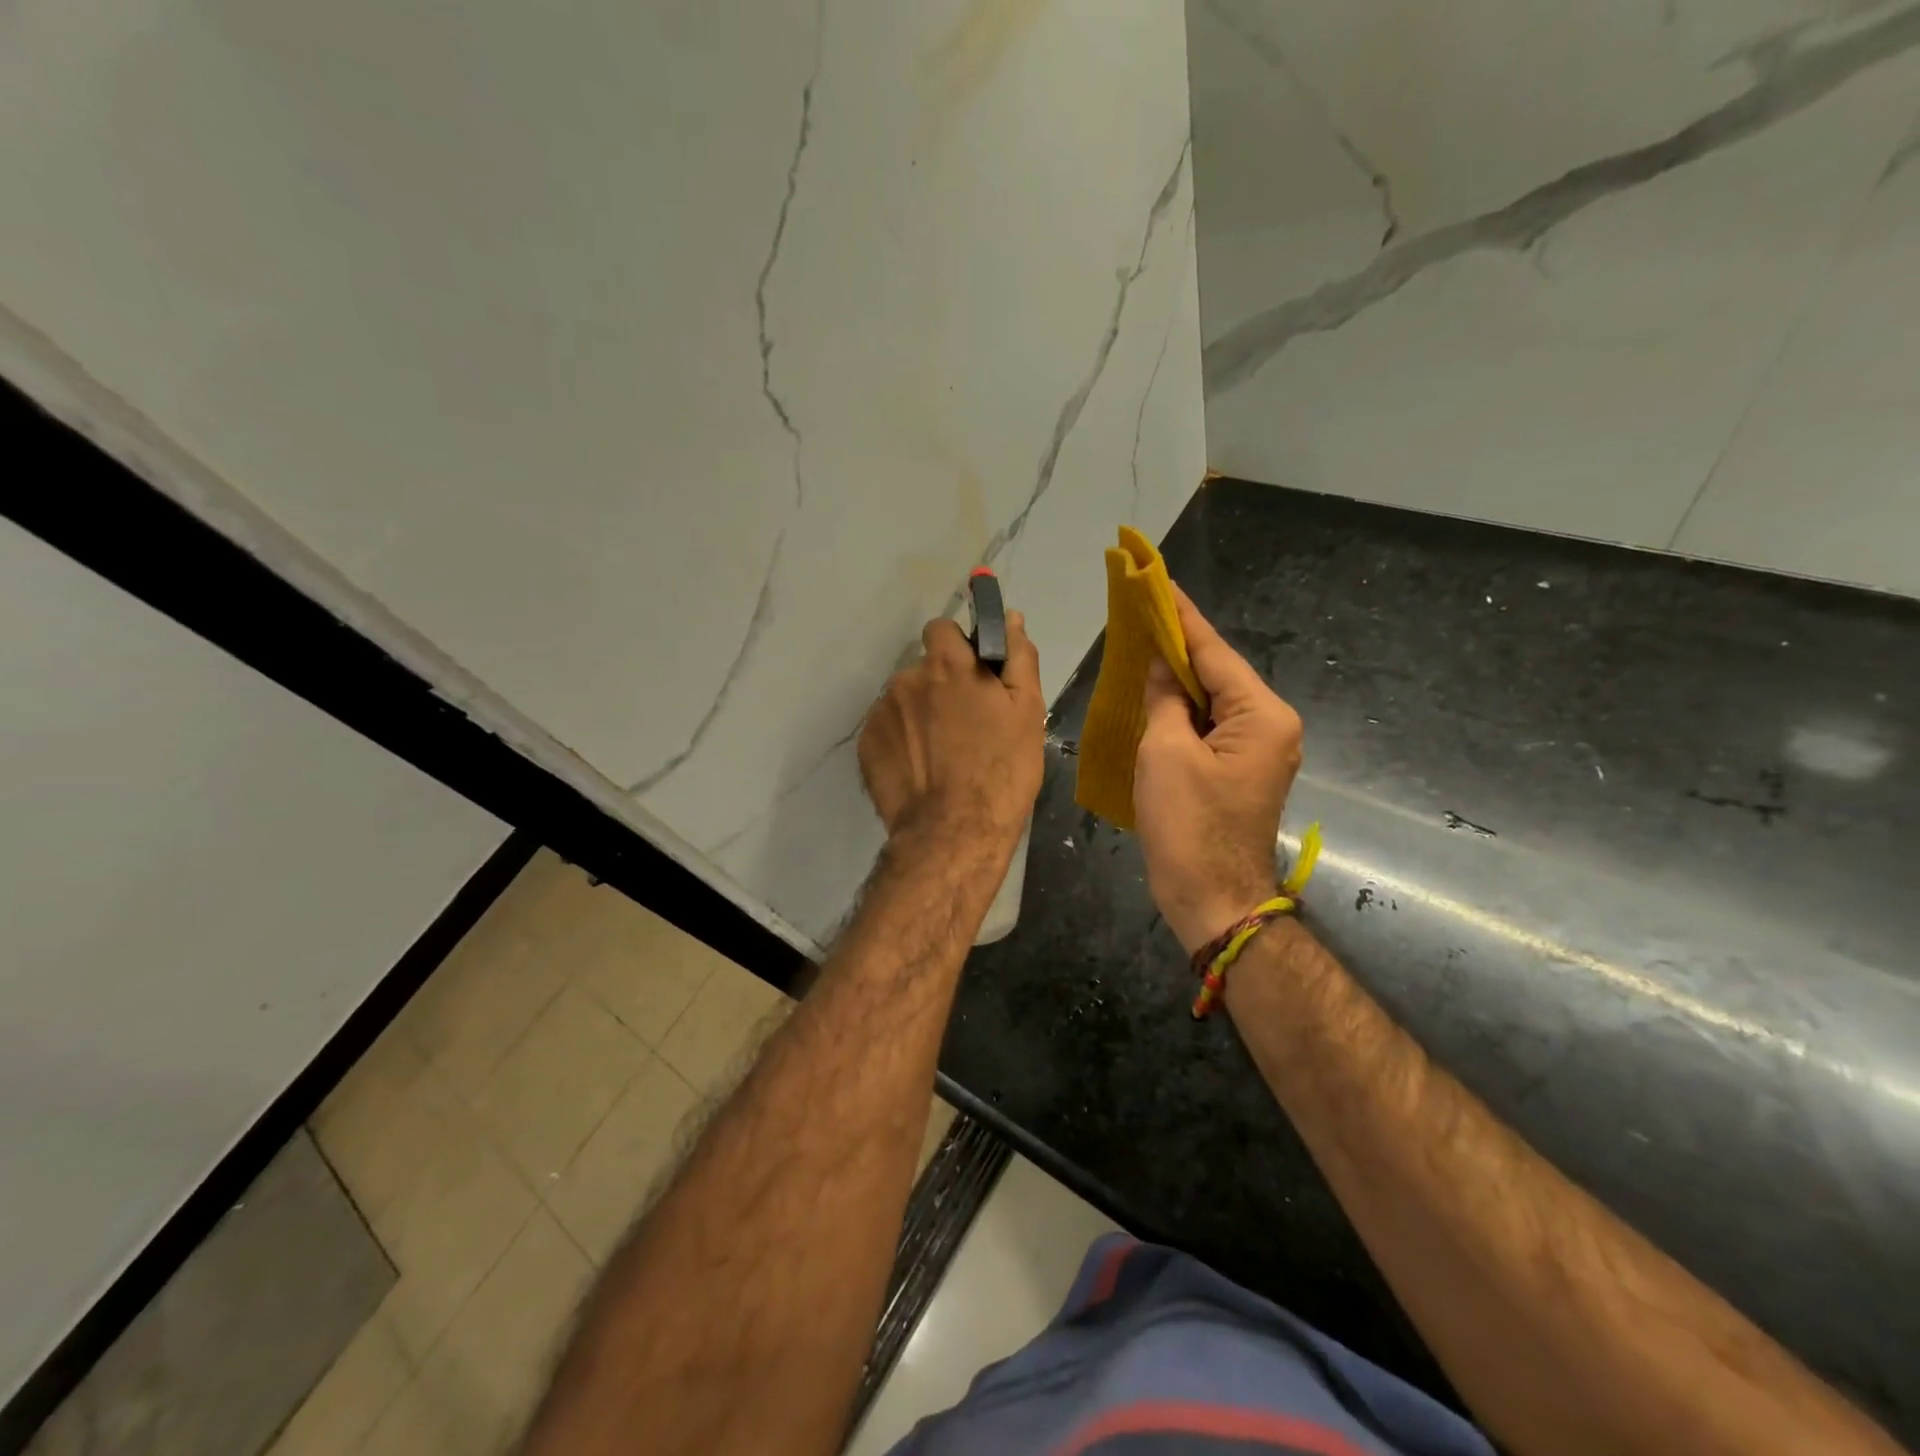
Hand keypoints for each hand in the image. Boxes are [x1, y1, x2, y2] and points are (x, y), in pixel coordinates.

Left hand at [858, 612, 1044, 854]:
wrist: (954, 832)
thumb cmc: (1001, 770)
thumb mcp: (1027, 711)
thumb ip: (1017, 657)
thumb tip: (1011, 618)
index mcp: (947, 664)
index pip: (941, 629)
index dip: (957, 647)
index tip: (972, 675)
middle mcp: (906, 679)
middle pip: (923, 669)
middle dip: (940, 686)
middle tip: (964, 726)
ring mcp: (881, 713)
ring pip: (904, 701)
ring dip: (919, 715)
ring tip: (941, 755)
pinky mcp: (866, 745)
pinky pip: (887, 730)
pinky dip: (901, 742)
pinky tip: (920, 770)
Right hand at [1134, 585, 1302, 953]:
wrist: (1212, 899)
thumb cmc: (1188, 825)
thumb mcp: (1166, 753)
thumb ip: (1165, 700)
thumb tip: (1162, 666)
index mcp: (1262, 715)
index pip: (1215, 652)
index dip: (1182, 617)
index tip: (1158, 582)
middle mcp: (1270, 725)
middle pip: (1218, 673)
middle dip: (1179, 645)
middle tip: (1142, 611)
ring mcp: (1258, 750)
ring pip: (1213, 699)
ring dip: (1178, 678)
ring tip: (1142, 643)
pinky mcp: (1239, 770)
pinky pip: (1209, 725)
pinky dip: (1182, 709)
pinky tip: (1155, 694)